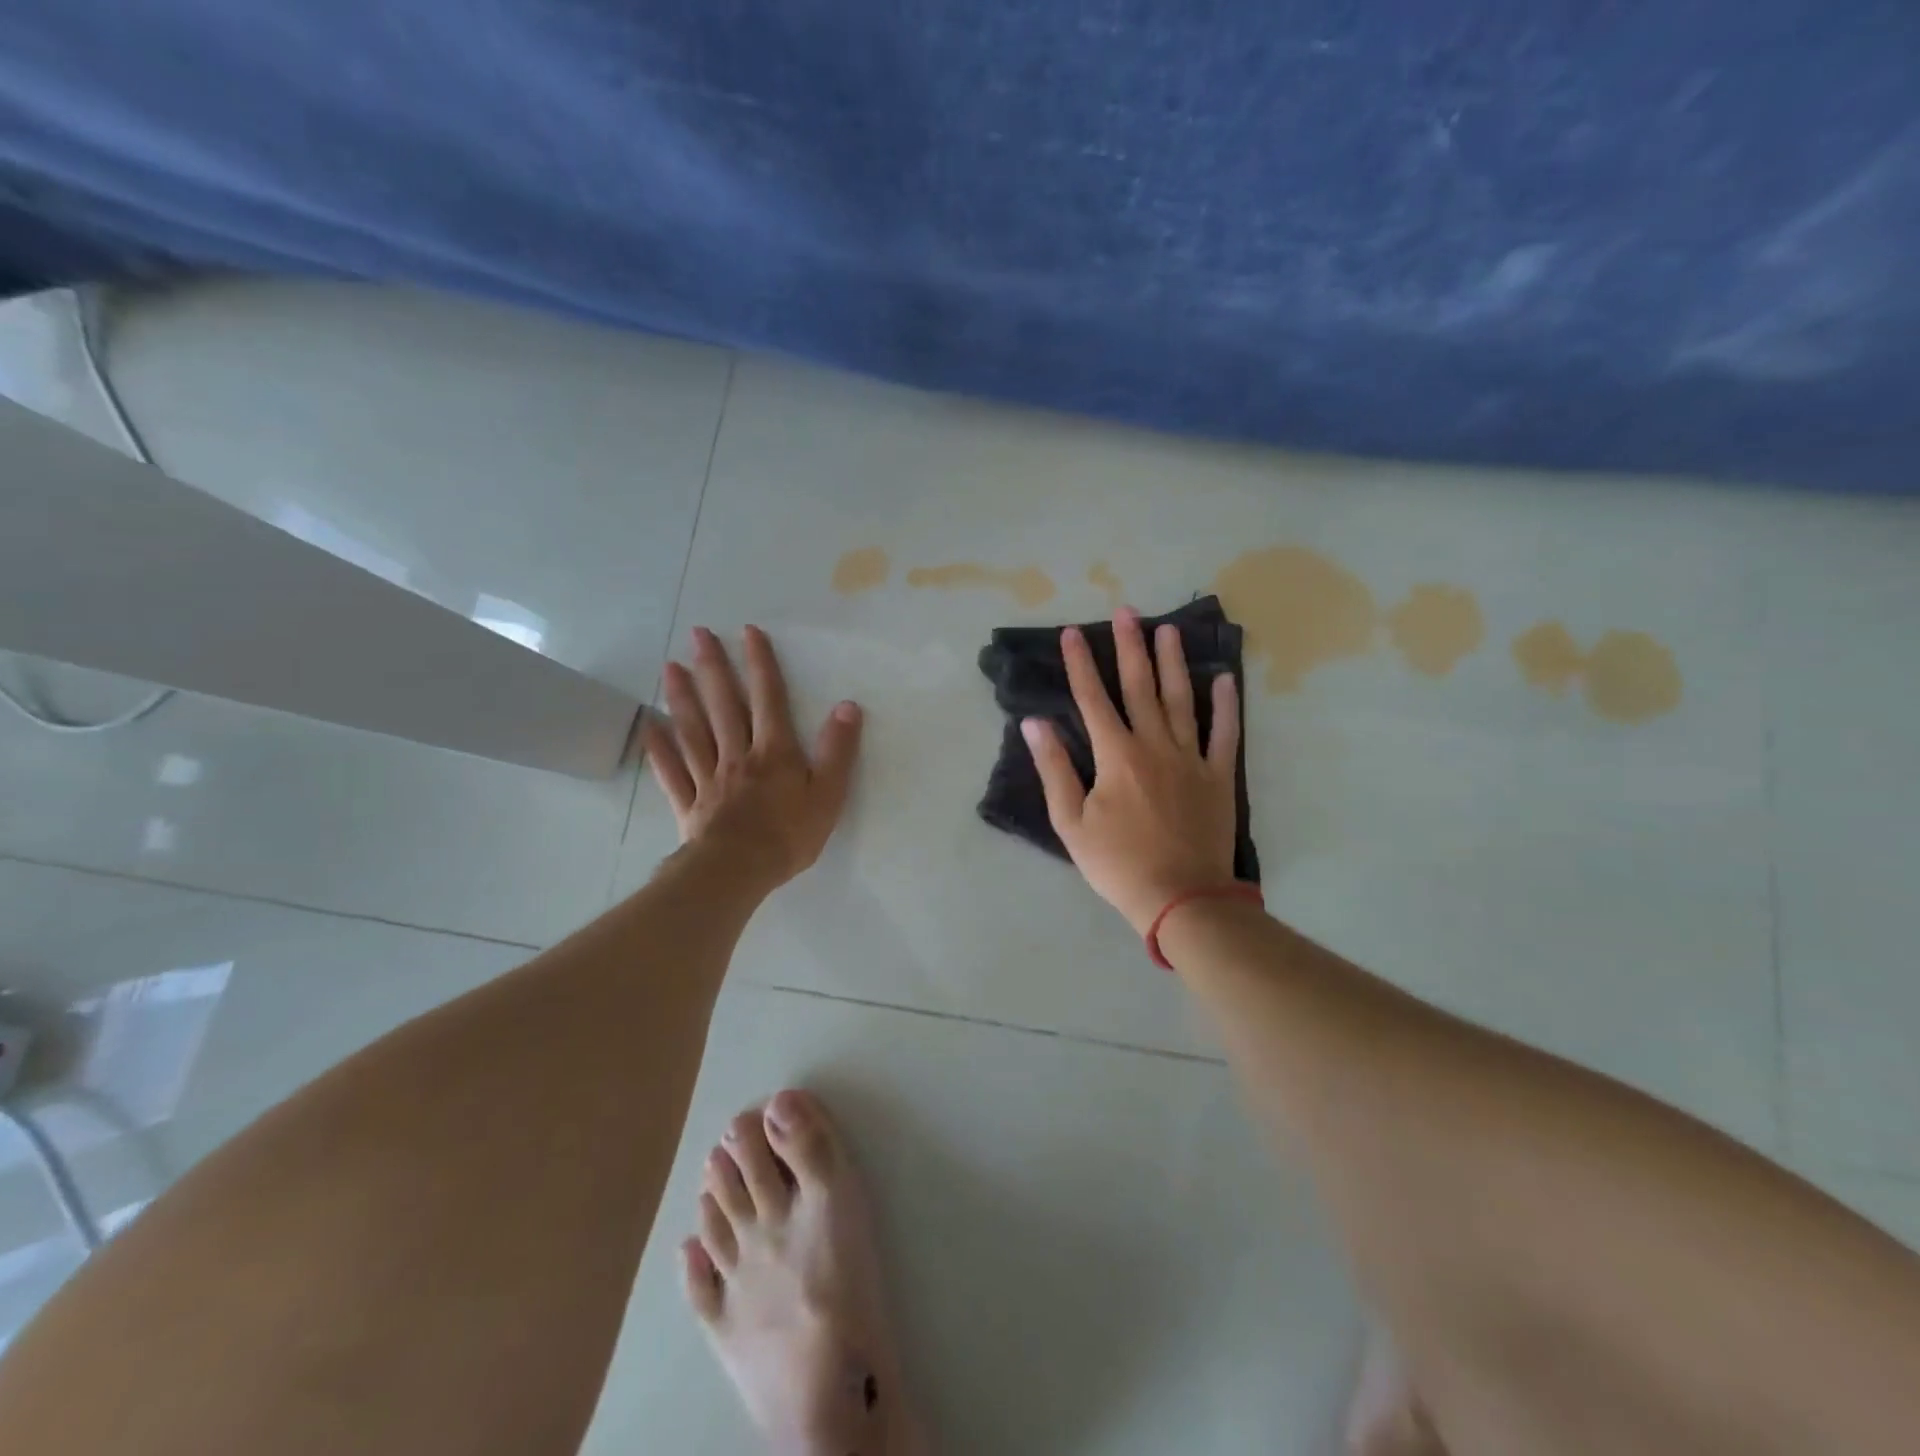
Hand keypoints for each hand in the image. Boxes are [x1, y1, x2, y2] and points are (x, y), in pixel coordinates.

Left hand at [642, 625, 863, 891]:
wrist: (738, 872)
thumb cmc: (788, 836)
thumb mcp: (828, 794)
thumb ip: (837, 750)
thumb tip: (847, 706)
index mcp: (773, 752)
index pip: (768, 698)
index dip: (760, 664)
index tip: (748, 632)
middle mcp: (737, 755)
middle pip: (723, 705)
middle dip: (713, 667)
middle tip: (697, 634)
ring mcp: (709, 778)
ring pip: (693, 730)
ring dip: (682, 697)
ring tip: (670, 667)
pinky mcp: (689, 803)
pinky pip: (671, 771)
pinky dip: (659, 748)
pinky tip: (648, 727)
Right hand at [1023, 608, 1241, 934]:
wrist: (1181, 897)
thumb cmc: (1117, 864)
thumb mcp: (1071, 822)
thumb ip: (1055, 769)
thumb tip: (1036, 724)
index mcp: (1116, 755)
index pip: (1093, 699)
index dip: (1080, 664)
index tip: (1072, 632)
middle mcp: (1154, 745)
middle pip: (1140, 687)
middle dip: (1130, 647)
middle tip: (1127, 611)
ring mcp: (1191, 758)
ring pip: (1181, 700)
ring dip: (1173, 663)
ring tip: (1168, 629)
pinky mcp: (1219, 777)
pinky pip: (1225, 734)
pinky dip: (1226, 706)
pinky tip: (1224, 679)